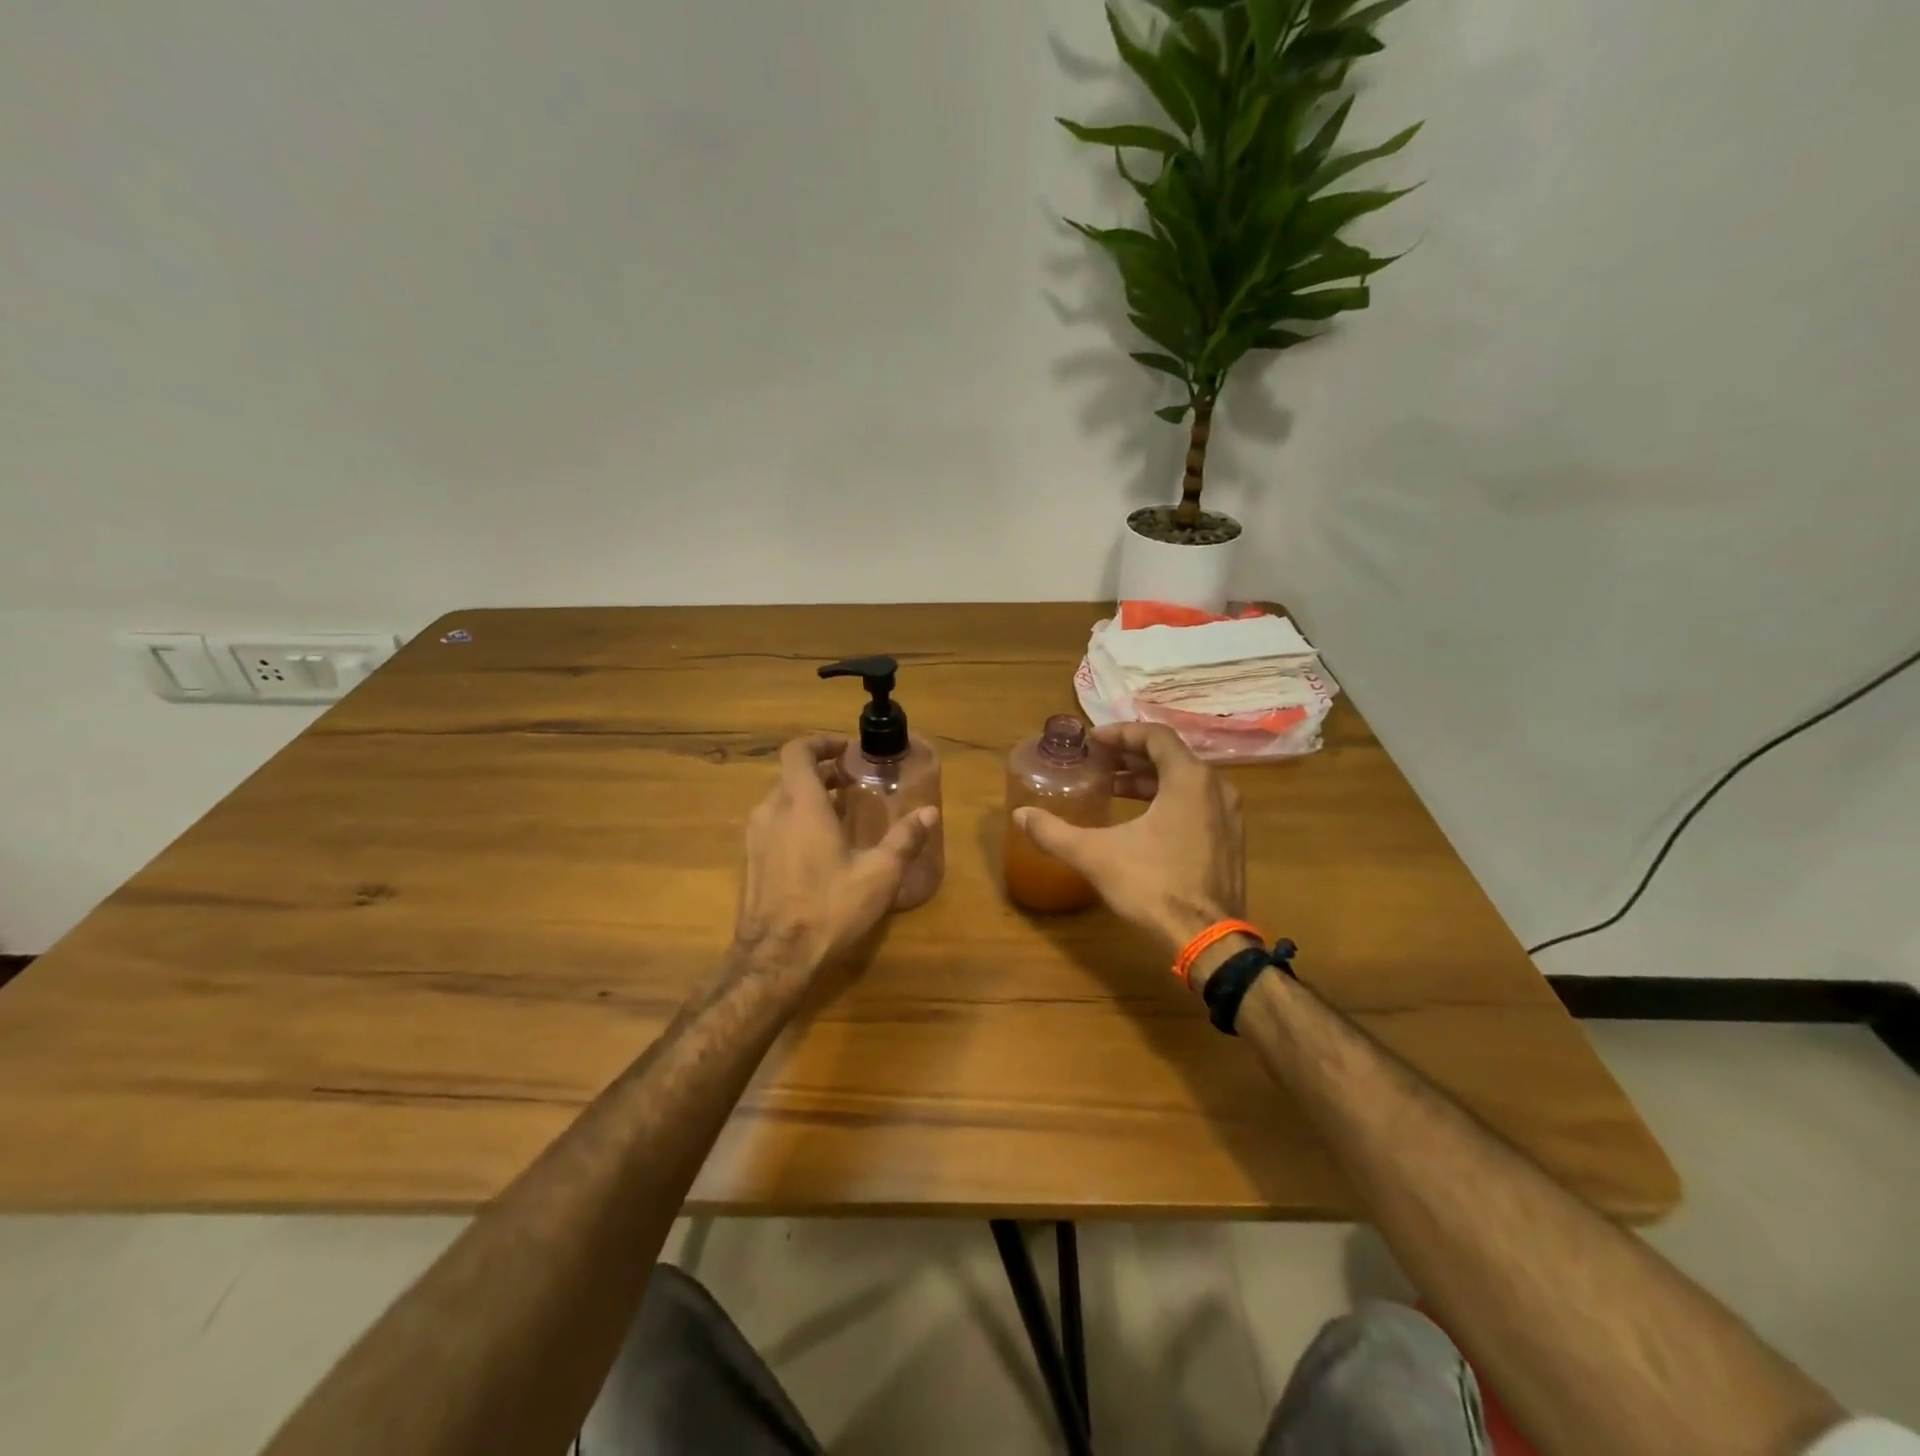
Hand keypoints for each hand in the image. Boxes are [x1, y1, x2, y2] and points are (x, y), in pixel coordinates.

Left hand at [733, 734, 938, 973]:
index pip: (798, 751)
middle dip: (823, 774)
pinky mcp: (749, 862)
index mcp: (801, 804)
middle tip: (854, 784)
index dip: (820, 743)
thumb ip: (904, 839)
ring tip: (841, 816)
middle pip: (792, 776)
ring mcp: (755, 838)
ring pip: (781, 802)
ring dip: (809, 799)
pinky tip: (819, 850)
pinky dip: (794, 822)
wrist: (775, 958)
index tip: (846, 750)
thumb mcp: (878, 874)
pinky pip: (772, 826)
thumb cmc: (829, 907)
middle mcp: (771, 812)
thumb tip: (930, 813)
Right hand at [1013, 723, 1245, 955]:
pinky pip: (1196, 802)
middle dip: (1131, 755)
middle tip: (1098, 762)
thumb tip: (1019, 815)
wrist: (1207, 939)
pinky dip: (1167, 798)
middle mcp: (1216, 788)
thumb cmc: (1154, 886)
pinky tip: (1140, 819)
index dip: (1121, 732)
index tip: (1093, 741)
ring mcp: (1228, 815)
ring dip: (1148, 779)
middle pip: (1170, 755)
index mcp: (1189, 779)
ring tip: (1112, 788)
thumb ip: (1054, 832)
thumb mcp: (1096, 855)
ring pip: (1185, 780)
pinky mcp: (1230, 839)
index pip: (1155, 735)